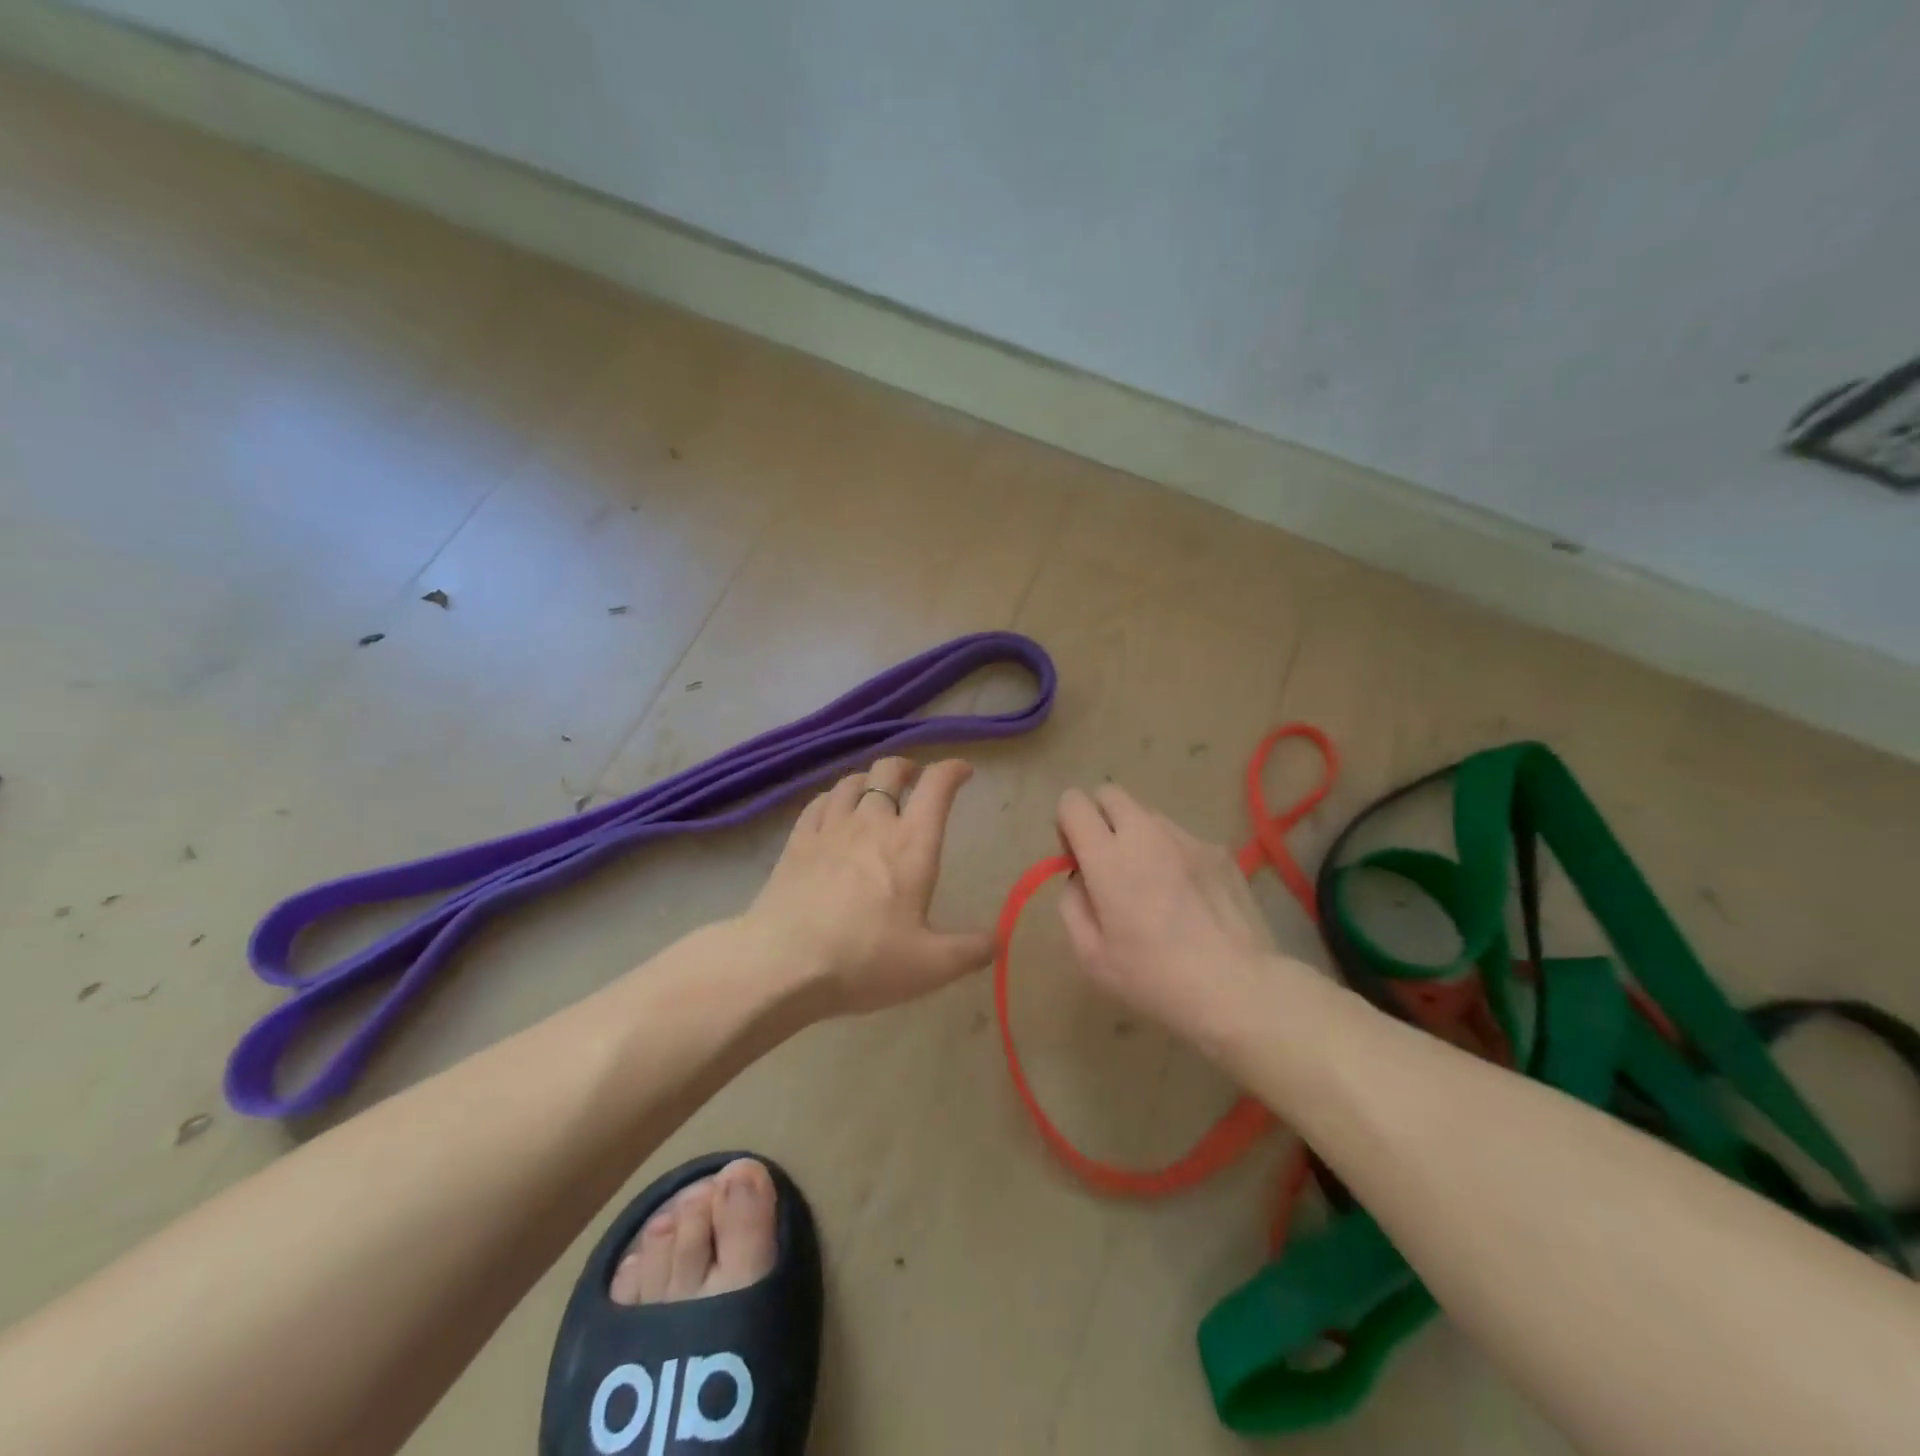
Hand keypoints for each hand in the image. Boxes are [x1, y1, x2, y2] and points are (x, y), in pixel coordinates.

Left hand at [744, 757, 992, 1015]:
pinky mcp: (797, 841)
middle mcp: (872, 822)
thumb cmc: (865, 960)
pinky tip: (832, 810)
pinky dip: (833, 798)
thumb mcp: (931, 966)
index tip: (963, 772)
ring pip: (852, 782)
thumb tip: (999, 940)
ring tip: (875, 793)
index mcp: (912, 843)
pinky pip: (818, 802)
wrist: (783, 963)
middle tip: (914, 780)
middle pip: (889, 770)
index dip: (953, 770)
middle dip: (907, 767)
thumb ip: (971, 950)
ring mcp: (830, 828)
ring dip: (869, 780)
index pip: (937, 785)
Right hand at [1055, 783, 1309, 1056]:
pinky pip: (1182, 838)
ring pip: (1148, 815)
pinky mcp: (1219, 851)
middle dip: (1099, 817)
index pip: (1073, 803)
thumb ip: (1072, 904)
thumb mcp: (1090, 956)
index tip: (1077, 858)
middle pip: (1110, 793)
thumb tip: (1081, 877)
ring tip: (1152, 884)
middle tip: (1108, 862)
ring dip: (1137, 835)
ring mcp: (1187, 838)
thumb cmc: (1154, 978)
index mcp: (1108, 857)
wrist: (1238, 988)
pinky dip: (1172, 854)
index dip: (1067, 824)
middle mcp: (1146, 833)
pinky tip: (1188, 897)